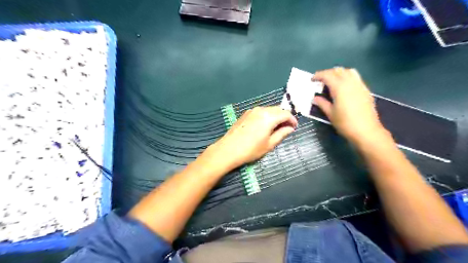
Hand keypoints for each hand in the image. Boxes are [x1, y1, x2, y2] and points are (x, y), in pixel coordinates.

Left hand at [207, 106, 294, 169]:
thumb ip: (282, 134)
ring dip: (275, 116)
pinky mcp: (245, 114)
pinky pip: (260, 112)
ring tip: (276, 127)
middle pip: (277, 109)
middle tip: (287, 127)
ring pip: (269, 110)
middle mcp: (261, 110)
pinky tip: (265, 125)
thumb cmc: (251, 149)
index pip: (285, 114)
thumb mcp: (269, 144)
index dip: (292, 120)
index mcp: (269, 116)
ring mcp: (252, 111)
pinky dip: (266, 116)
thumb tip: (290, 128)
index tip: (295, 127)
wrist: (228, 149)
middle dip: (284, 117)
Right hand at [314, 66, 387, 145]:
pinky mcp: (366, 90)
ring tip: (333, 82)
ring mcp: (360, 85)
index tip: (312, 80)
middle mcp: (350, 82)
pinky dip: (347, 77)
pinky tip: (344, 88)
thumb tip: (315, 98)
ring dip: (339, 73)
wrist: (366, 131)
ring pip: (349, 71)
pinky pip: (356, 78)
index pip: (327, 75)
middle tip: (321, 81)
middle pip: (338, 70)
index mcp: (339, 87)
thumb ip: (322, 103)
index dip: (318, 75)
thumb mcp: (330, 114)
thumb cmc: (345, 123)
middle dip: (328, 73)